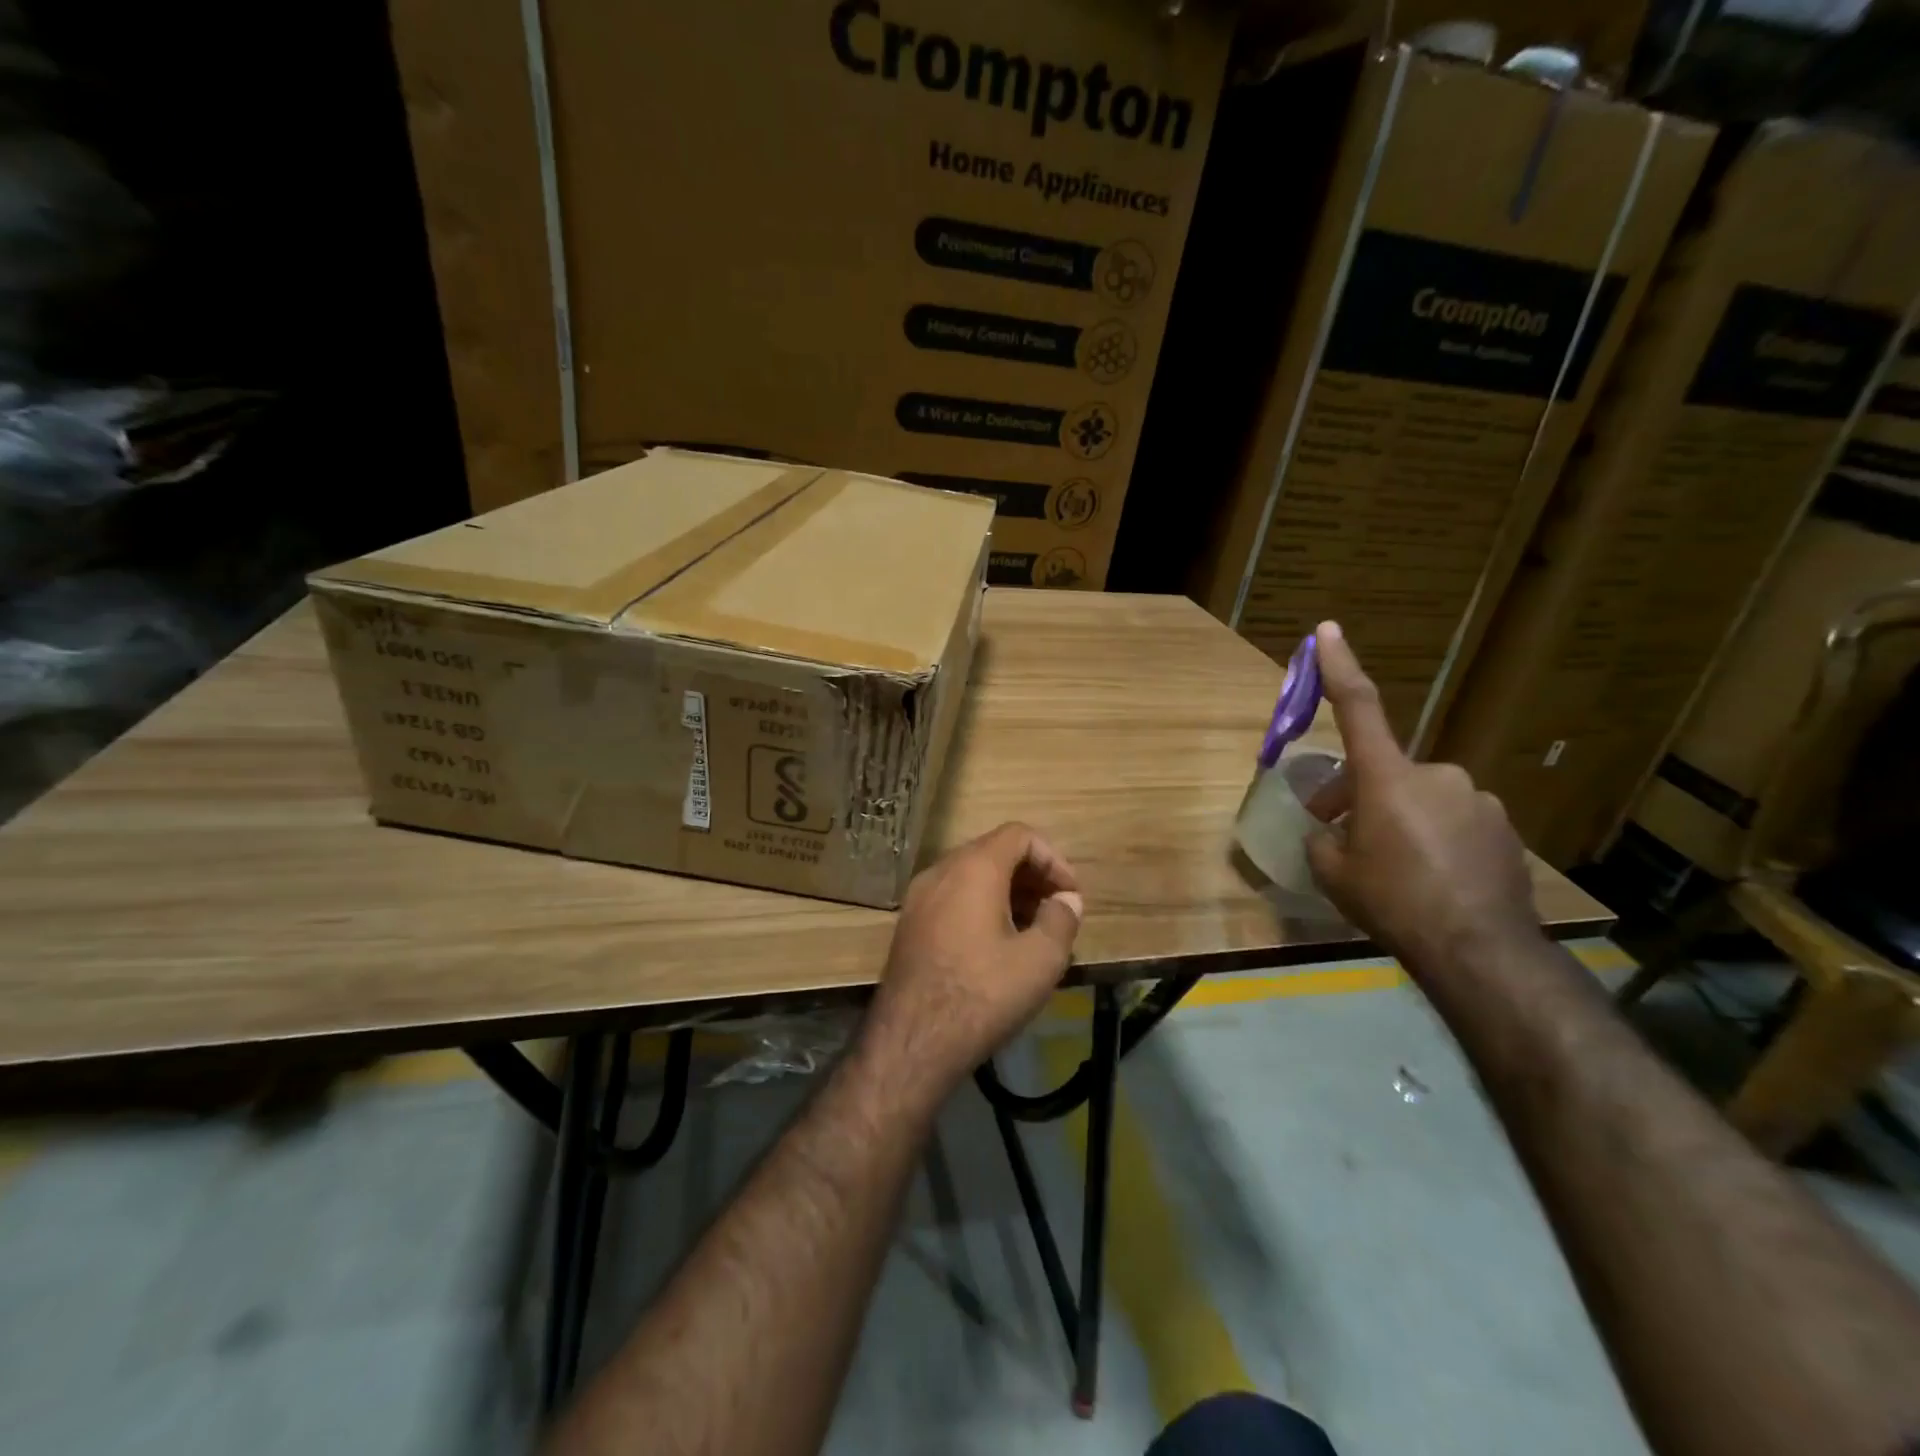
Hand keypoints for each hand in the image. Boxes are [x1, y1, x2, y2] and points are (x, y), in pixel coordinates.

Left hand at [858, 823, 1082, 1104]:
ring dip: (1007, 891)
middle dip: (1031, 874)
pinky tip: (997, 944)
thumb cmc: (983, 993)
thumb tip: (1066, 900)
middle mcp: (941, 871)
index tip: (1070, 894)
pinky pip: (952, 897)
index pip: (1019, 834)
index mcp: (974, 868)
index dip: (1053, 857)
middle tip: (1056, 909)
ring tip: (1032, 929)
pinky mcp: (909, 924)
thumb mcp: (1040, 960)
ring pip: (970, 875)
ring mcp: (919, 897)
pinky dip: (980, 905)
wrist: (913, 1040)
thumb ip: (1061, 920)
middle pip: (993, 851)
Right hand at [1304, 622, 1540, 985]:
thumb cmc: (1393, 902)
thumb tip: (1331, 834)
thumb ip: (1324, 841)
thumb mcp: (1333, 874)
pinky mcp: (1503, 828)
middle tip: (1344, 838)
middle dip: (1361, 797)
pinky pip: (1455, 822)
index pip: (1357, 709)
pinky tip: (1435, 881)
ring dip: (1402, 821)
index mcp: (1387, 778)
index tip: (1328, 631)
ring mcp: (1476, 800)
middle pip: (1386, 774)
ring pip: (1422, 800)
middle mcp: (1436, 775)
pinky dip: (1437, 840)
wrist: (1481, 950)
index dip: (1339, 668)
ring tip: (1397, 871)